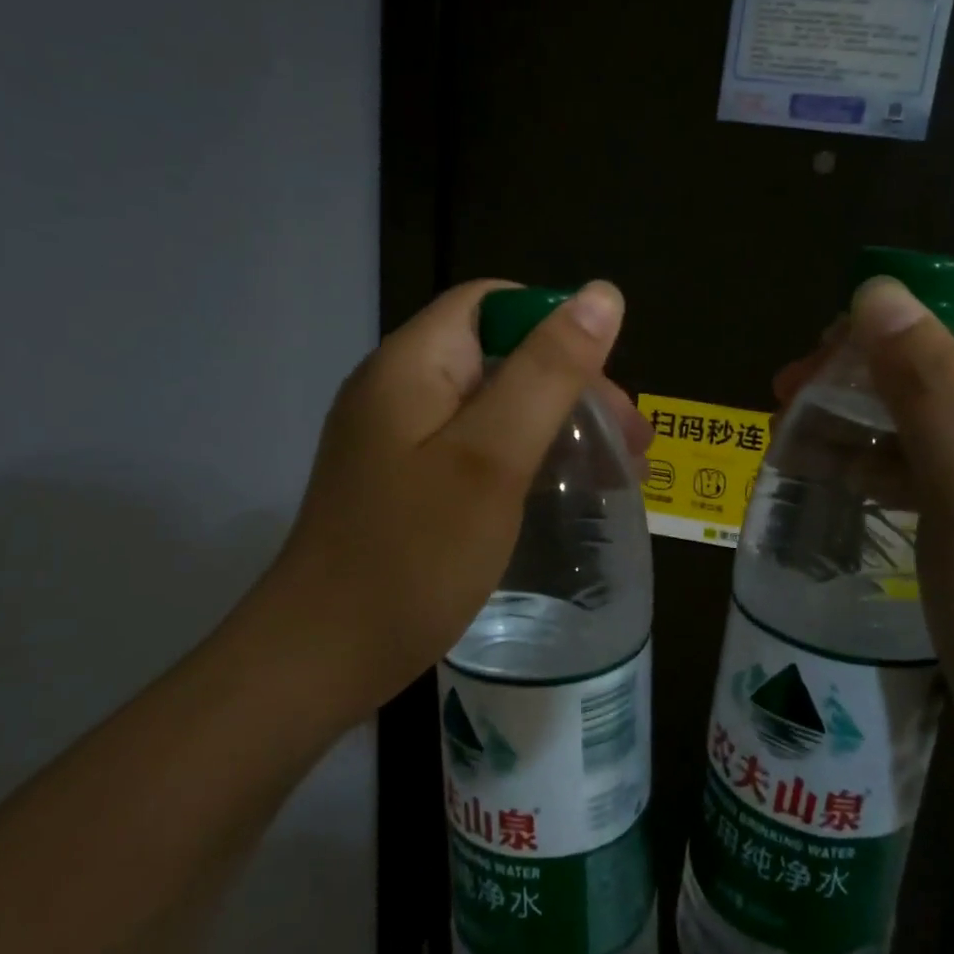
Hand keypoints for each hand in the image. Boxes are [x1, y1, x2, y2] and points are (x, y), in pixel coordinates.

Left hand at [255, 279, 644, 720]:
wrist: (321, 660)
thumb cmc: (413, 555)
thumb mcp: (493, 456)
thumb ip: (548, 372)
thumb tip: (602, 294)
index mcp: (413, 363)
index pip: (493, 303)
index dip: (557, 327)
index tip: (606, 383)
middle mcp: (400, 388)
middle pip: (500, 356)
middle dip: (572, 387)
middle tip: (632, 446)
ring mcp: (398, 438)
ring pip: (494, 405)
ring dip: (557, 426)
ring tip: (616, 474)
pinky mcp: (405, 481)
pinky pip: (476, 447)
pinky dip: (526, 458)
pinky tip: (560, 493)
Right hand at [812, 281, 953, 788]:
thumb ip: (930, 390)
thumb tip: (879, 291)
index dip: (887, 333)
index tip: (811, 359)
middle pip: (941, 378)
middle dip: (861, 383)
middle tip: (784, 399)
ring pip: (924, 428)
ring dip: (857, 426)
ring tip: (785, 439)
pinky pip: (924, 475)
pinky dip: (873, 469)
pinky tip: (825, 476)